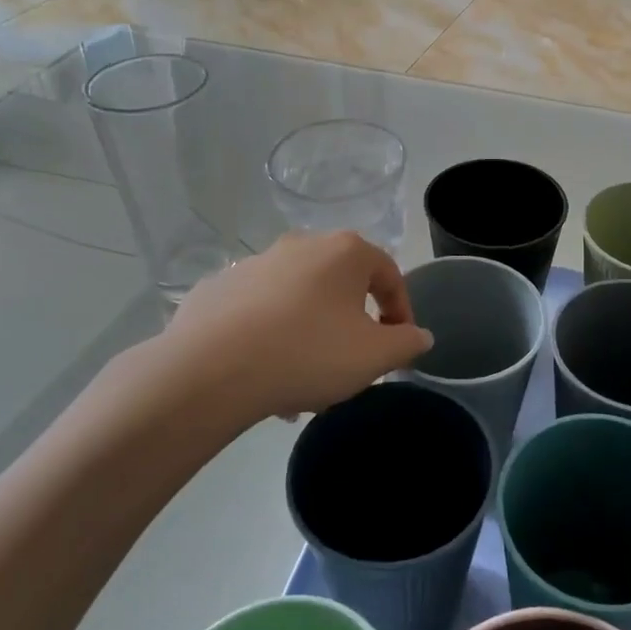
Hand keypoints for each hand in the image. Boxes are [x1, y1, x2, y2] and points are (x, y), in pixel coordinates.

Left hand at [133, 232, 434, 429]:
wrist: (210, 370)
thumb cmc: (308, 353)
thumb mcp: (375, 356)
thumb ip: (407, 343)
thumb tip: (420, 335)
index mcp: (345, 252)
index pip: (389, 275)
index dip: (401, 312)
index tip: (398, 345)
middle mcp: (301, 245)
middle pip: (341, 287)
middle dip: (351, 325)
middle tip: (352, 364)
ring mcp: (254, 264)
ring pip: (298, 301)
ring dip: (311, 335)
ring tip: (305, 383)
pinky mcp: (217, 288)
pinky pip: (258, 312)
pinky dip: (270, 336)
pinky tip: (265, 374)